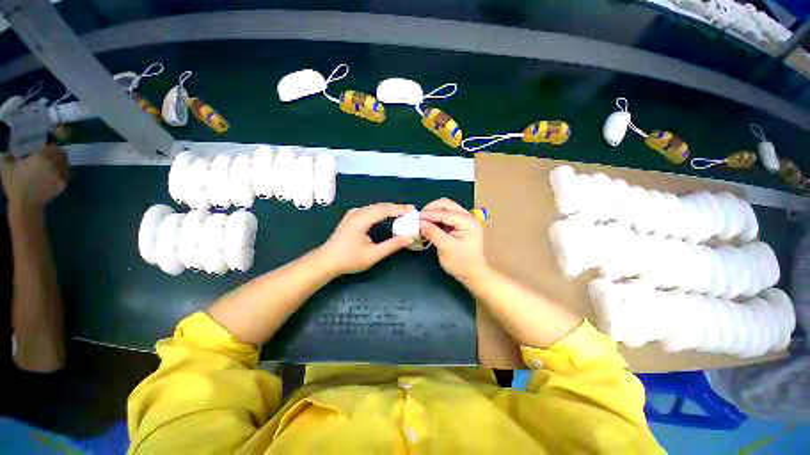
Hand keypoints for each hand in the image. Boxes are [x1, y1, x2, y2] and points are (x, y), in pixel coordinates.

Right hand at [1, 144, 69, 208]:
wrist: (26, 204)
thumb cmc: (16, 184)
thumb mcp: (7, 167)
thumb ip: (8, 156)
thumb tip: (9, 151)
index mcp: (43, 156)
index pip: (52, 145)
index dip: (48, 144)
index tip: (43, 146)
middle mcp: (55, 163)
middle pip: (61, 153)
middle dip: (55, 152)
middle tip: (48, 154)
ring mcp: (61, 174)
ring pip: (65, 163)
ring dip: (60, 161)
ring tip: (52, 163)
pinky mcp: (64, 183)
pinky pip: (67, 173)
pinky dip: (63, 171)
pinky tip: (56, 172)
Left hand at [318, 203, 414, 274]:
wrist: (326, 261)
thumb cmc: (349, 259)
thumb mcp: (373, 255)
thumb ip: (392, 245)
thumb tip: (408, 238)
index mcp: (361, 220)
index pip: (384, 210)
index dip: (400, 209)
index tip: (413, 210)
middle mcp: (357, 212)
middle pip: (380, 206)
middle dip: (396, 207)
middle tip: (410, 210)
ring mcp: (353, 213)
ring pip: (375, 207)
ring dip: (389, 208)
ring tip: (403, 211)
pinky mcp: (352, 217)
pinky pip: (370, 210)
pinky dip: (381, 211)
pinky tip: (387, 214)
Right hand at [419, 198, 488, 282]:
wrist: (473, 274)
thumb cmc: (461, 262)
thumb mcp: (445, 247)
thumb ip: (432, 232)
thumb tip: (419, 223)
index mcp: (468, 221)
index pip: (445, 212)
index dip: (428, 214)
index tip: (414, 218)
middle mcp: (468, 216)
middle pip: (446, 204)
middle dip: (431, 209)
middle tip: (419, 218)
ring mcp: (464, 220)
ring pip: (446, 209)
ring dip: (433, 213)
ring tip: (422, 222)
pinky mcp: (460, 225)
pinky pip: (446, 216)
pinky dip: (436, 219)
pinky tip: (429, 225)